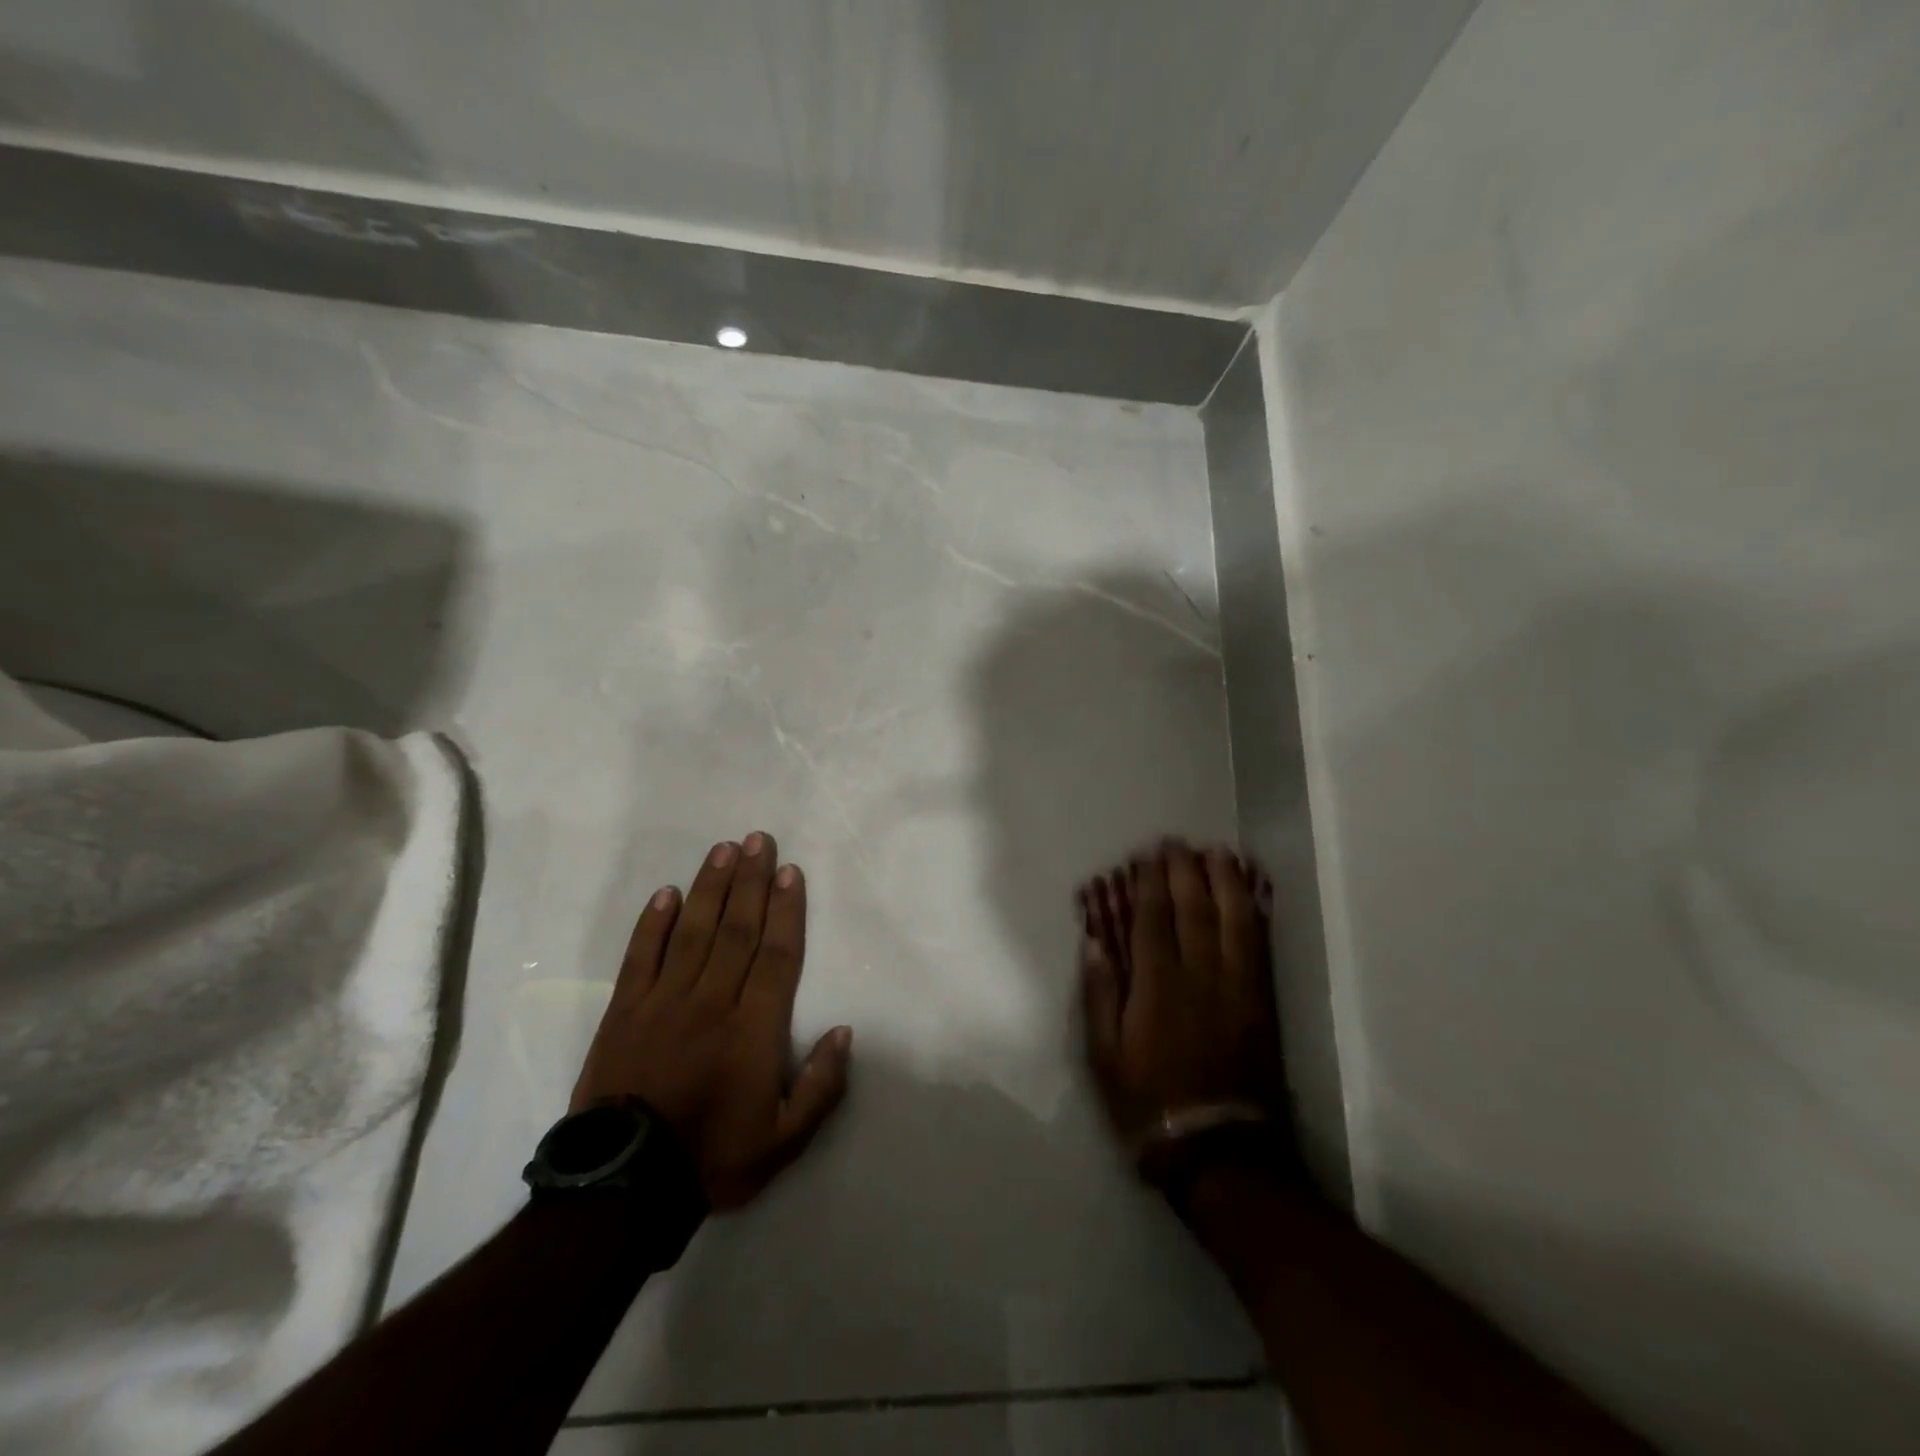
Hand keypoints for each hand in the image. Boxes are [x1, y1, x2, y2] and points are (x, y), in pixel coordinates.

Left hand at [572, 832, 852, 1209]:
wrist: (624, 1188)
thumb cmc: (713, 1158)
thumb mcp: (785, 1141)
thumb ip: (821, 1086)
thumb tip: (844, 1031)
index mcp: (754, 1029)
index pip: (777, 954)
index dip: (787, 909)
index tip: (791, 872)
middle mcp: (712, 1001)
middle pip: (738, 929)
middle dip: (752, 881)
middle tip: (760, 840)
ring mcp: (664, 1002)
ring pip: (694, 931)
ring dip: (711, 887)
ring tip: (725, 850)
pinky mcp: (624, 1012)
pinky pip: (641, 956)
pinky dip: (653, 923)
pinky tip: (667, 893)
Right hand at [1077, 840, 1290, 1179]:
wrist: (1218, 1149)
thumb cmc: (1148, 1101)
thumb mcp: (1104, 1056)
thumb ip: (1101, 995)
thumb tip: (1094, 942)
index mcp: (1158, 987)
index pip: (1154, 919)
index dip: (1151, 883)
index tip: (1147, 856)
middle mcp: (1200, 976)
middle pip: (1195, 909)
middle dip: (1185, 870)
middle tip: (1178, 842)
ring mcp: (1238, 987)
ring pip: (1235, 920)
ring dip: (1226, 881)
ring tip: (1219, 853)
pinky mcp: (1262, 1002)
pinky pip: (1261, 946)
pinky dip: (1255, 914)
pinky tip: (1251, 894)